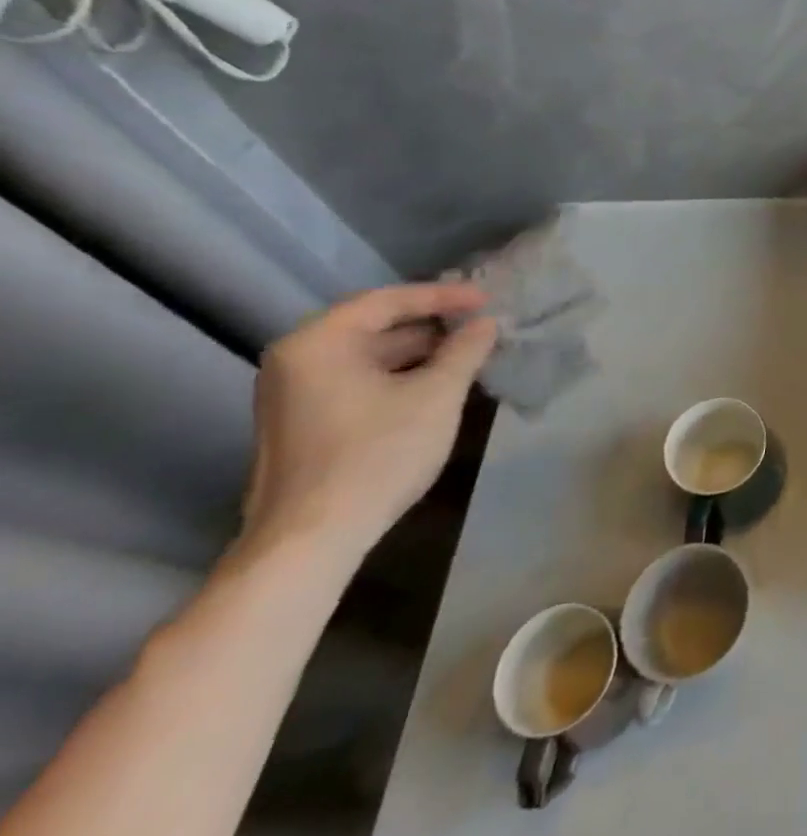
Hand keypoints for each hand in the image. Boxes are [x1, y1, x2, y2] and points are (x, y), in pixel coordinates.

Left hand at [243, 284, 497, 561]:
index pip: (387, 301)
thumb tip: (485, 324)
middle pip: (373, 327)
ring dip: (418, 354)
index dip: (442, 297)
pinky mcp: (301, 424)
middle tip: (479, 326)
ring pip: (366, 357)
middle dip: (431, 326)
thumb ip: (465, 351)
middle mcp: (295, 360)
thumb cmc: (377, 454)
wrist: (311, 539)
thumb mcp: (436, 396)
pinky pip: (356, 382)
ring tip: (467, 356)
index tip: (486, 300)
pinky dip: (397, 377)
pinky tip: (434, 387)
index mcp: (318, 343)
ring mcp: (292, 395)